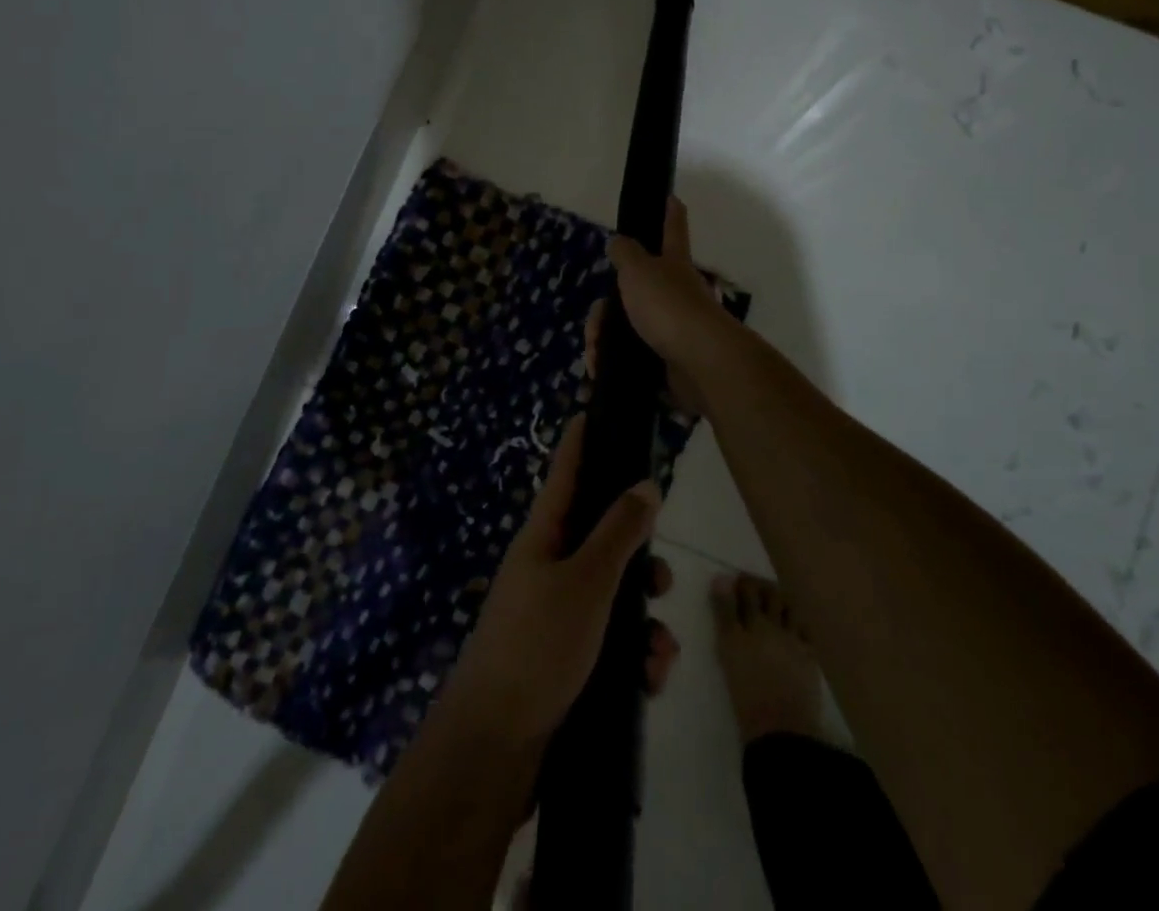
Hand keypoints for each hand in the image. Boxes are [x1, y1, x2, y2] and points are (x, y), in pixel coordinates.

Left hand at [441, 416, 680, 748]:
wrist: (494, 748)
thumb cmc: (537, 646)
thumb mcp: (586, 582)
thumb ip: (619, 532)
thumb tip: (645, 484)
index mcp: (543, 537)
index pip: (566, 473)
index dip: (581, 442)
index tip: (593, 409)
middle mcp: (548, 568)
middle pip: (601, 538)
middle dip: (639, 557)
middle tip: (664, 578)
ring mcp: (555, 615)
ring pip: (614, 595)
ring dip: (644, 619)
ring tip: (661, 649)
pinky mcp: (566, 659)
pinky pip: (611, 641)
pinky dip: (634, 655)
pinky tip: (650, 679)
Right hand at [586, 197, 735, 418]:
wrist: (700, 363)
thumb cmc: (668, 306)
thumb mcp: (638, 270)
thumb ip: (625, 253)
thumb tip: (619, 241)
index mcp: (673, 262)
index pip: (672, 228)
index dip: (670, 211)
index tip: (671, 196)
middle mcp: (675, 292)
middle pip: (634, 290)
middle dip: (605, 311)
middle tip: (595, 328)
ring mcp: (673, 326)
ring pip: (627, 326)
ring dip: (603, 340)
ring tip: (594, 356)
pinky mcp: (667, 359)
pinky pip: (632, 357)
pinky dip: (612, 364)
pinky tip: (599, 371)